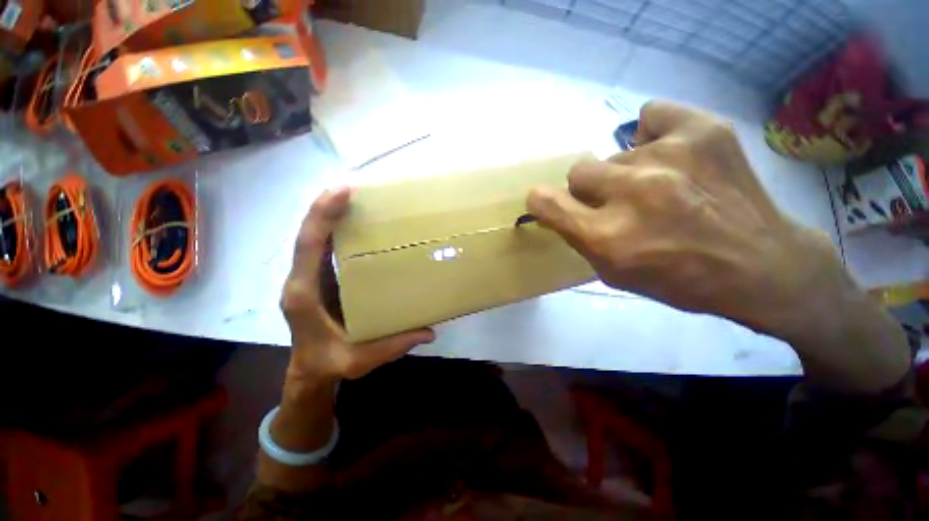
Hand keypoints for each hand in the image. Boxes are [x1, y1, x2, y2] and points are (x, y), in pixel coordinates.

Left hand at [281, 187, 434, 386]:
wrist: (309, 371)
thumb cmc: (330, 364)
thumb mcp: (359, 360)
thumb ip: (394, 346)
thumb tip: (430, 331)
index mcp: (304, 295)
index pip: (309, 247)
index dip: (322, 217)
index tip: (341, 191)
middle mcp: (301, 279)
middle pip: (308, 235)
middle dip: (325, 207)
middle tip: (351, 186)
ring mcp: (307, 277)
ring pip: (313, 238)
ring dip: (328, 215)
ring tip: (353, 197)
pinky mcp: (317, 278)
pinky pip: (322, 248)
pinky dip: (333, 229)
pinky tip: (354, 222)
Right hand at [528, 101, 830, 334]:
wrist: (761, 266)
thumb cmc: (678, 279)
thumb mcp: (613, 274)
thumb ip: (579, 237)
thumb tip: (559, 208)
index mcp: (607, 236)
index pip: (545, 202)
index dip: (541, 201)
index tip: (549, 203)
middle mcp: (631, 192)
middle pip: (578, 170)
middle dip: (590, 188)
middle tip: (617, 201)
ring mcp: (668, 156)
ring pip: (615, 153)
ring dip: (626, 172)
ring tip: (661, 187)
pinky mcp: (703, 130)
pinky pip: (650, 116)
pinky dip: (653, 134)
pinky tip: (672, 155)